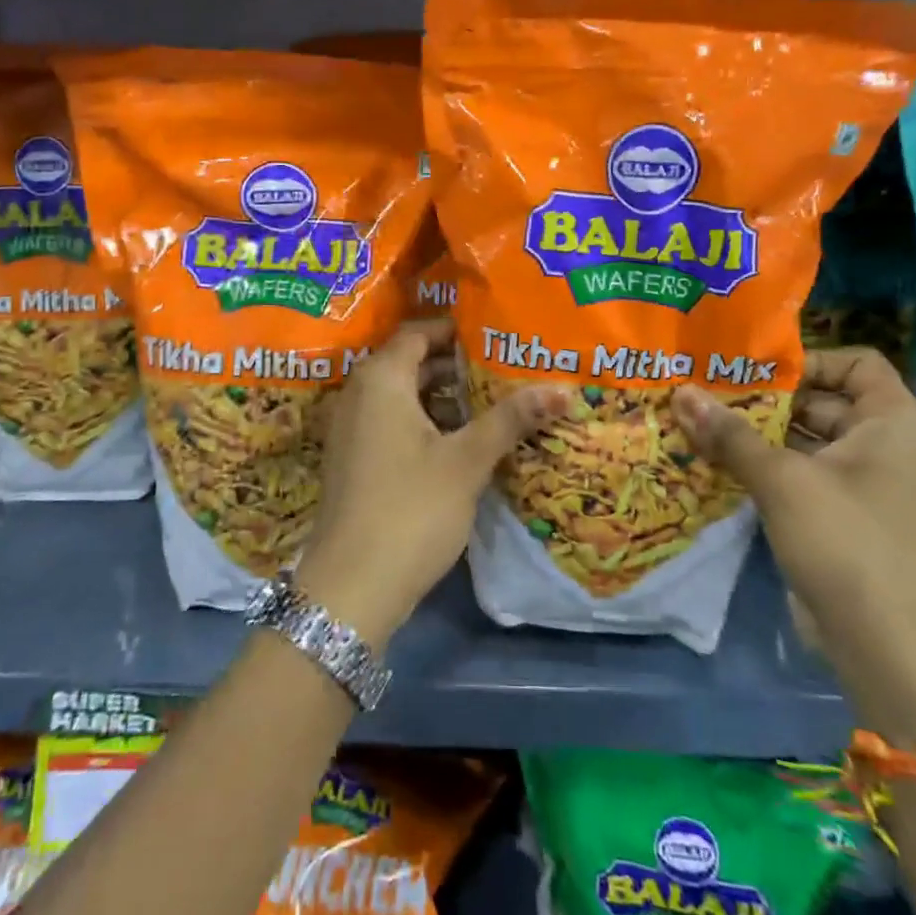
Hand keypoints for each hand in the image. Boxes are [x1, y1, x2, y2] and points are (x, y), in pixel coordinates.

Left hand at [296, 321, 565, 647]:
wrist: (352, 584)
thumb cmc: (410, 509)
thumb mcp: (466, 461)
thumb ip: (511, 419)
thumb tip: (564, 386)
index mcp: (380, 379)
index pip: (417, 332)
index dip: (454, 330)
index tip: (495, 333)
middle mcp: (358, 394)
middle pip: (409, 362)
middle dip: (455, 363)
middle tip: (503, 366)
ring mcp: (352, 428)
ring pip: (401, 395)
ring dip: (441, 395)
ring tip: (492, 400)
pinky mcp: (354, 458)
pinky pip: (391, 421)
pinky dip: (424, 421)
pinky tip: (461, 440)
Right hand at [674, 348, 915, 743]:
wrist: (888, 645)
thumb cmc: (846, 541)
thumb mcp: (782, 479)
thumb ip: (729, 433)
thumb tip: (681, 391)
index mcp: (893, 421)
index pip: (855, 362)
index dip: (806, 360)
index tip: (750, 371)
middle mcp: (885, 445)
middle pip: (822, 400)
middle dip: (764, 398)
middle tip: (706, 393)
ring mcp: (864, 483)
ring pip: (806, 440)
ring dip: (757, 434)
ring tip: (699, 423)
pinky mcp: (842, 516)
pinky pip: (801, 474)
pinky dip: (764, 466)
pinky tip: (716, 462)